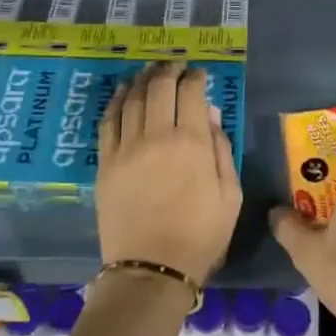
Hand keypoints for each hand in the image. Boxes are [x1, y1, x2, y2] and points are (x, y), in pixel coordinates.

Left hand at [96, 62, 241, 283]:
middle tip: (175, 66)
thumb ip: (221, 150)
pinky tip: (123, 92)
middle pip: (159, 88)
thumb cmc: (200, 236)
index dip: (196, 78)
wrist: (151, 270)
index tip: (200, 74)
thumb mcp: (230, 195)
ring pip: (132, 99)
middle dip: (169, 70)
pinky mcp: (105, 163)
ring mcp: (127, 148)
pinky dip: (116, 101)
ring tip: (150, 71)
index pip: (192, 94)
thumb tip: (210, 114)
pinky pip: (108, 121)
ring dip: (142, 79)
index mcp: (192, 143)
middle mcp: (157, 136)